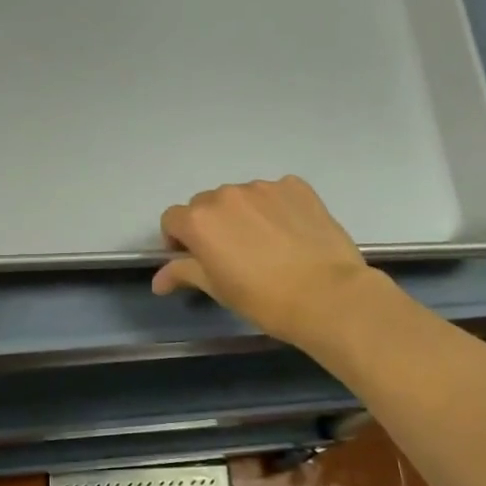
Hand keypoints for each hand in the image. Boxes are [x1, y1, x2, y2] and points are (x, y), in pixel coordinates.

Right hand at [153, 176, 379, 347]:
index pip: (172, 219)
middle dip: (210, 225)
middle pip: (205, 205)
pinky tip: (290, 233)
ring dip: (242, 215)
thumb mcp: (217, 289)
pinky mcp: (296, 186)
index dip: (178, 240)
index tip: (194, 259)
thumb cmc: (263, 299)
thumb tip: (158, 280)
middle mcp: (226, 195)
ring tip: (265, 245)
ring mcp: (263, 187)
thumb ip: (184, 273)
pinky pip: (274, 193)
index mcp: (200, 220)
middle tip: (231, 255)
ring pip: (240, 197)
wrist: (327, 295)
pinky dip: (274, 207)